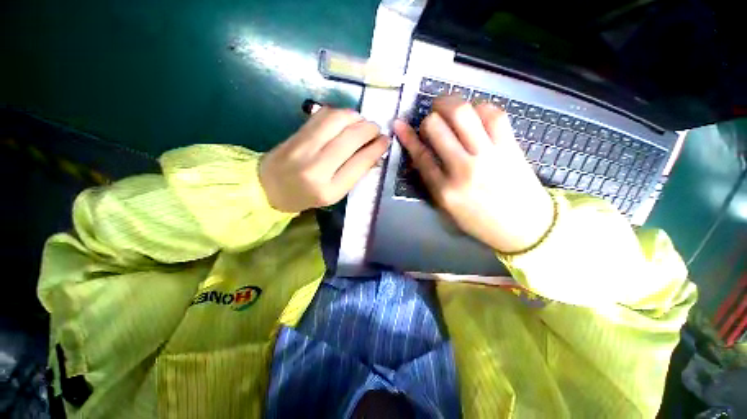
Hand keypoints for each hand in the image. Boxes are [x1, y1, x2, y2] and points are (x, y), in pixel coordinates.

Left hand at [260, 107, 389, 212]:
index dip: (376, 148)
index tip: (386, 140)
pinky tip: (345, 120)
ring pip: (338, 120)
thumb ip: (354, 173)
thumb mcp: (334, 193)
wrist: (268, 187)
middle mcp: (316, 167)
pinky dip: (340, 113)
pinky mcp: (296, 133)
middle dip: (370, 129)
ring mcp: (303, 147)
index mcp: (329, 189)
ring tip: (361, 123)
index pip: (359, 163)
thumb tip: (375, 153)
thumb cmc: (305, 196)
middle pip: (350, 138)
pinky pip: (323, 115)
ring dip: (356, 117)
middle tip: (376, 129)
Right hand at [394, 96, 553, 252]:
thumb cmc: (480, 221)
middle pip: (438, 128)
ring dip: (450, 103)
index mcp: (445, 190)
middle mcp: (464, 169)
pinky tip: (475, 113)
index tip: (400, 123)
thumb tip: (418, 155)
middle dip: (429, 118)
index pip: (421, 155)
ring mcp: (489, 156)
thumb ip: (432, 181)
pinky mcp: (511, 147)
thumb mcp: (447, 208)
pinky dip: (479, 107)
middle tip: (431, 118)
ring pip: (463, 114)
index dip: (408, 136)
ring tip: (448, 107)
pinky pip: (493, 115)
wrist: (525, 227)